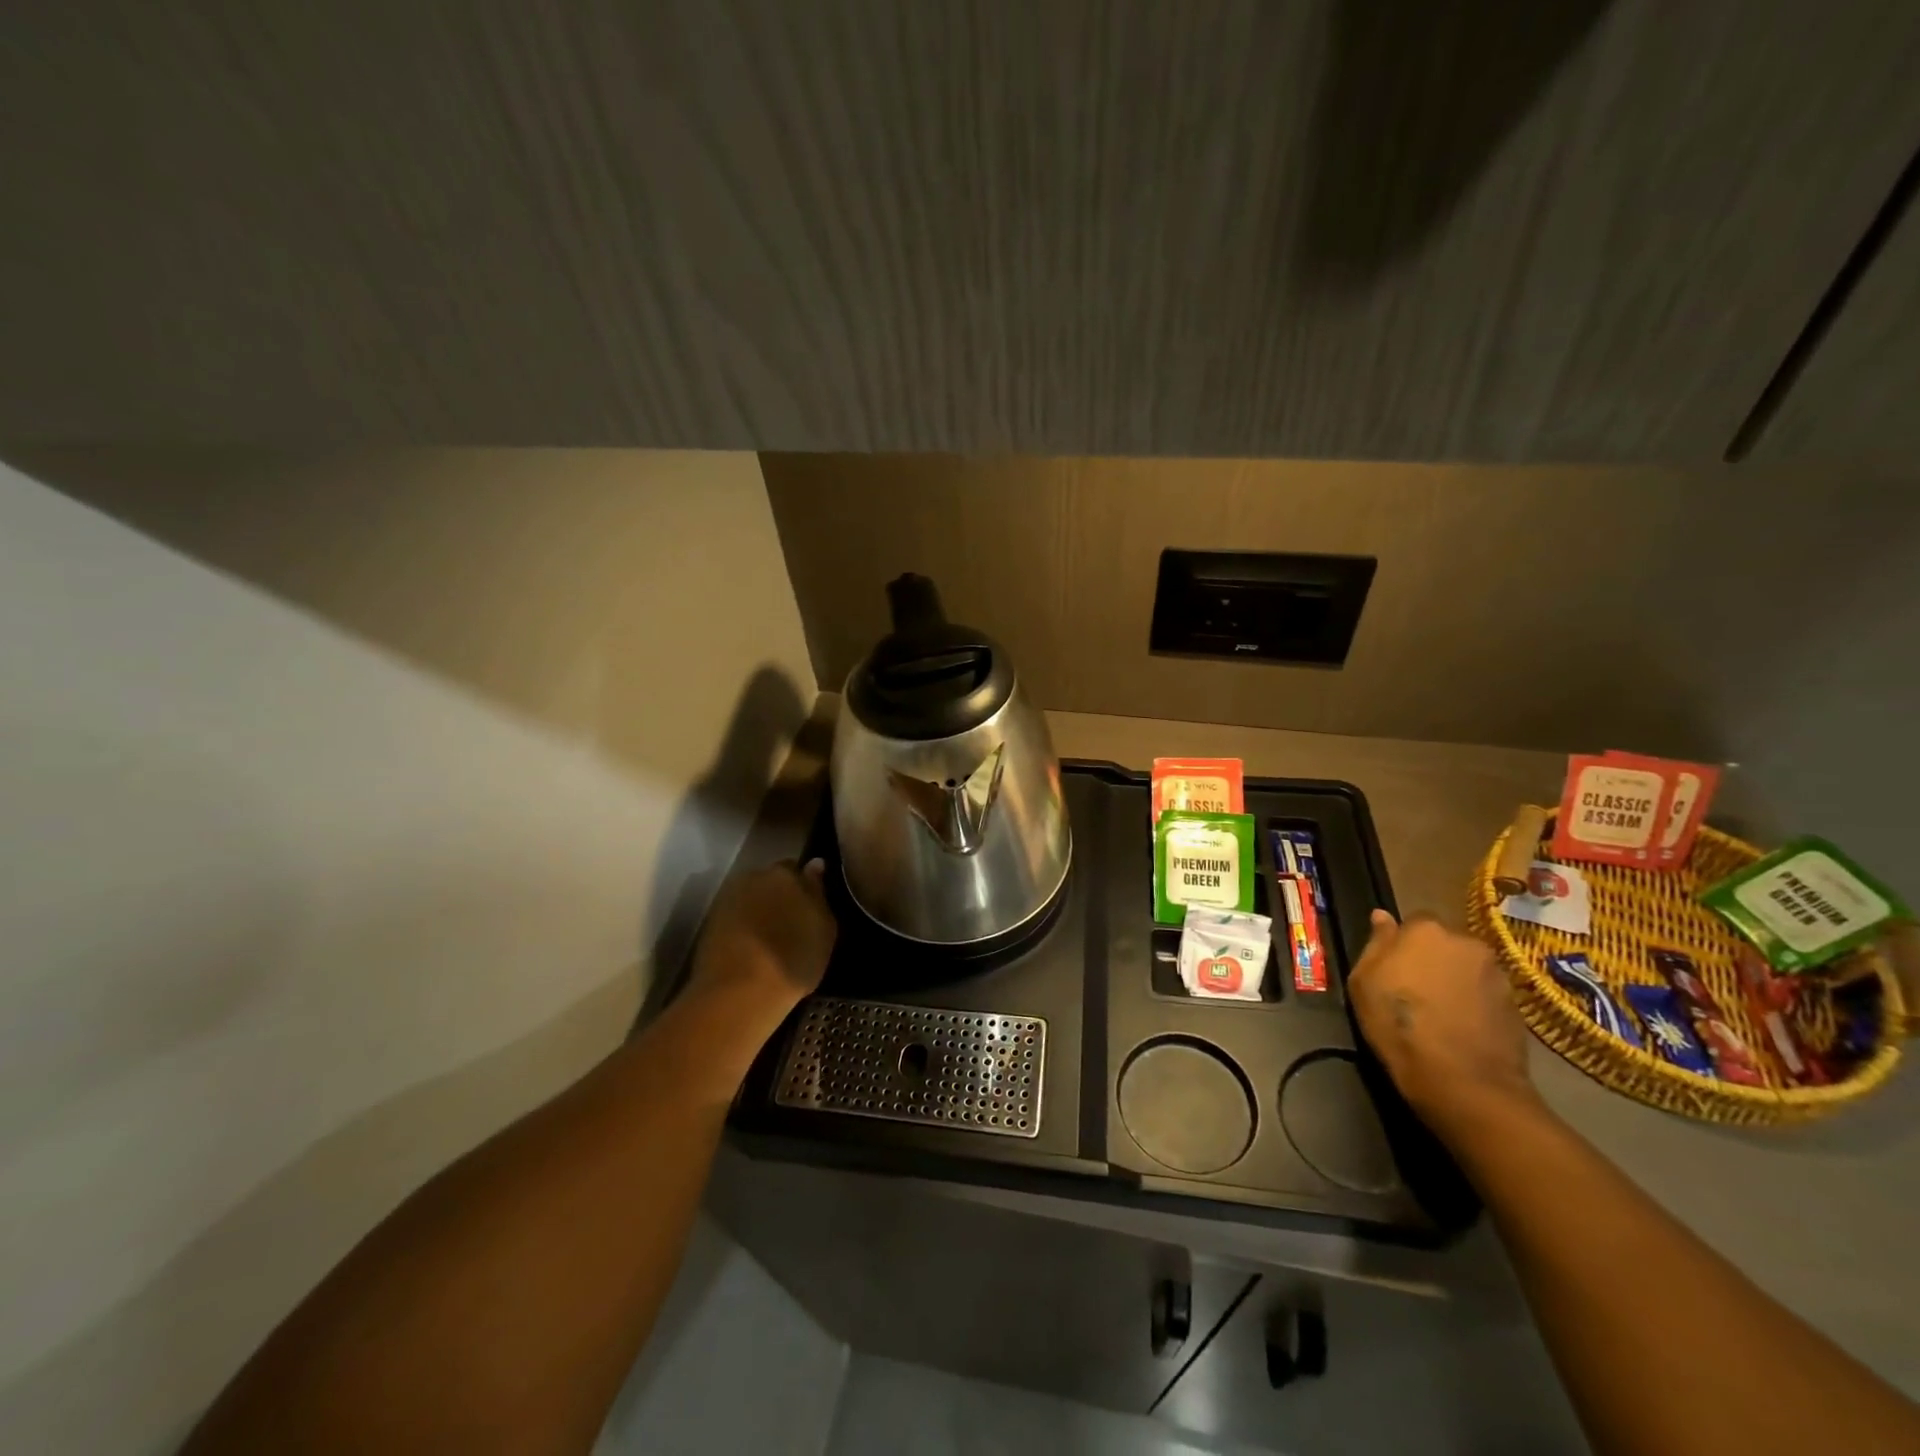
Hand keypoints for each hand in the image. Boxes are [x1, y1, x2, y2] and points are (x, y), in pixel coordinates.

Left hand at [688, 859, 836, 1030]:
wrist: (739, 993)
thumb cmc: (793, 959)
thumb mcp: (824, 929)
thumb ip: (818, 892)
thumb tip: (815, 864)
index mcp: (785, 873)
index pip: (797, 870)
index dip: (804, 889)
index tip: (809, 909)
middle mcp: (753, 877)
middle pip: (771, 881)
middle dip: (780, 896)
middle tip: (790, 924)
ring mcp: (728, 899)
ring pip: (751, 898)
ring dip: (759, 911)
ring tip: (769, 940)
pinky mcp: (709, 923)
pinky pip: (734, 917)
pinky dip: (742, 927)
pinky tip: (750, 949)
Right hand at [1348, 910, 1542, 1147]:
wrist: (1463, 1080)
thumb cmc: (1398, 1024)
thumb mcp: (1364, 982)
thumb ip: (1376, 943)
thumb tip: (1382, 916)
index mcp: (1426, 929)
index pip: (1412, 922)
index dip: (1402, 945)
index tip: (1393, 968)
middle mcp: (1466, 942)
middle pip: (1444, 943)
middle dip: (1432, 959)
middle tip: (1415, 989)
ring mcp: (1496, 973)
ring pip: (1467, 968)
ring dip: (1455, 980)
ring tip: (1441, 1012)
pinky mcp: (1517, 1004)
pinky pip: (1486, 993)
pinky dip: (1474, 1003)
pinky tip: (1461, 1027)